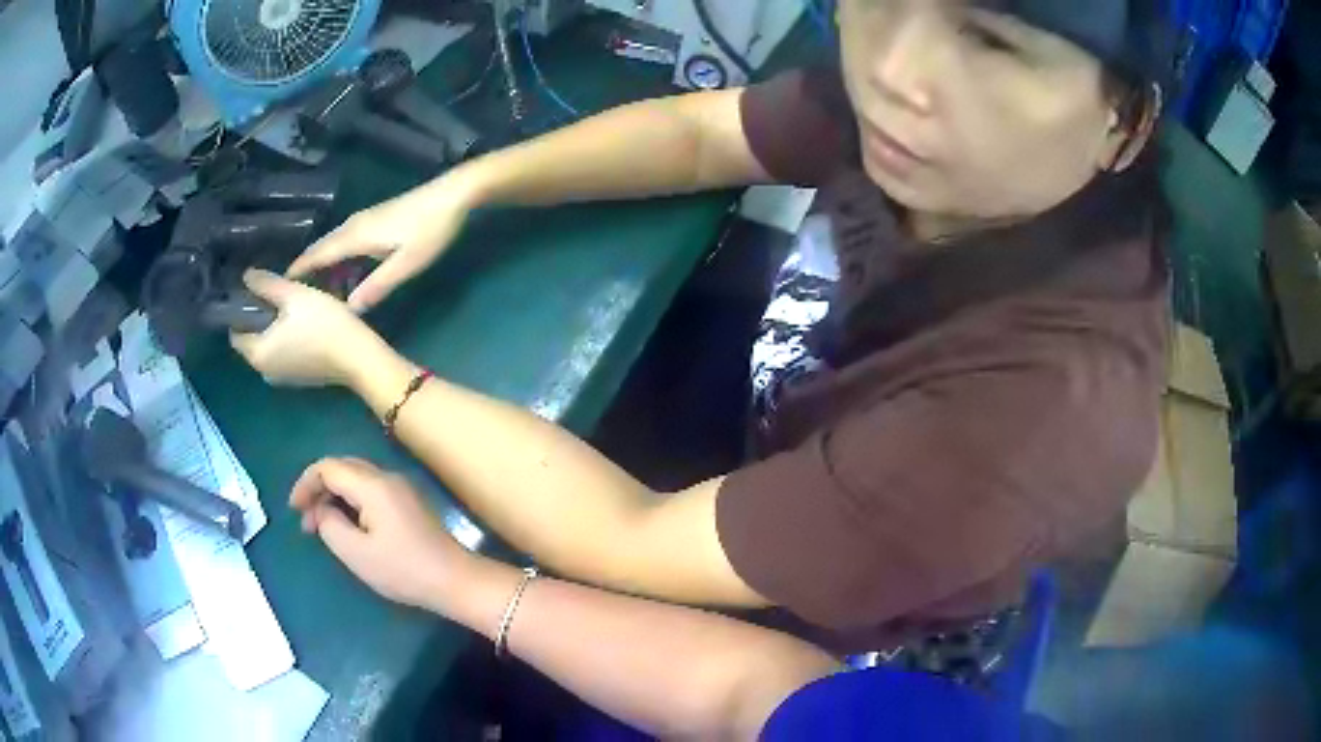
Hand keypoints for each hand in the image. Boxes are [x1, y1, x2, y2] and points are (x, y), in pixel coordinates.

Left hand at [229, 269, 384, 387]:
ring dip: (275, 331)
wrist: (359, 357)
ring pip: (270, 348)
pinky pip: (285, 356)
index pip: (235, 333)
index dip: (241, 311)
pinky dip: (288, 342)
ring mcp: (283, 379)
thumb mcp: (294, 295)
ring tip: (293, 309)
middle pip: (253, 341)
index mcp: (257, 354)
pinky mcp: (300, 380)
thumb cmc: (323, 325)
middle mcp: (265, 371)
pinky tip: (305, 327)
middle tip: (278, 296)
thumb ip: (267, 285)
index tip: (256, 292)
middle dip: (260, 319)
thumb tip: (246, 276)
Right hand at [287, 174, 480, 311]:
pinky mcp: (375, 220)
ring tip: (311, 291)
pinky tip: (340, 273)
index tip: (276, 289)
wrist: (454, 195)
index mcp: (355, 236)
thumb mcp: (406, 264)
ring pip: (332, 245)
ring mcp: (364, 220)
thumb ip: (376, 286)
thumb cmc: (431, 230)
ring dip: (320, 265)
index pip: (316, 255)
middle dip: (304, 271)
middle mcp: (353, 225)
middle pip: (320, 249)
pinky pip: (344, 242)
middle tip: (290, 297)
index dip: (296, 271)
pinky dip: (335, 257)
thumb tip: (348, 311)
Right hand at [290, 457, 469, 609]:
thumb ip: (330, 525)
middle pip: (342, 468)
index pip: (328, 467)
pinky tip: (345, 525)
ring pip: (356, 479)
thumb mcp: (356, 553)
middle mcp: (387, 478)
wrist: (455, 581)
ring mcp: (400, 489)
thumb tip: (322, 510)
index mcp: (373, 485)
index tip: (294, 510)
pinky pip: (370, 491)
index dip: (305, 484)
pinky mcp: (407, 503)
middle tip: (306, 519)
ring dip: (334, 496)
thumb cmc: (403, 570)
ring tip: (321, 526)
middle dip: (318, 488)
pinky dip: (351, 502)